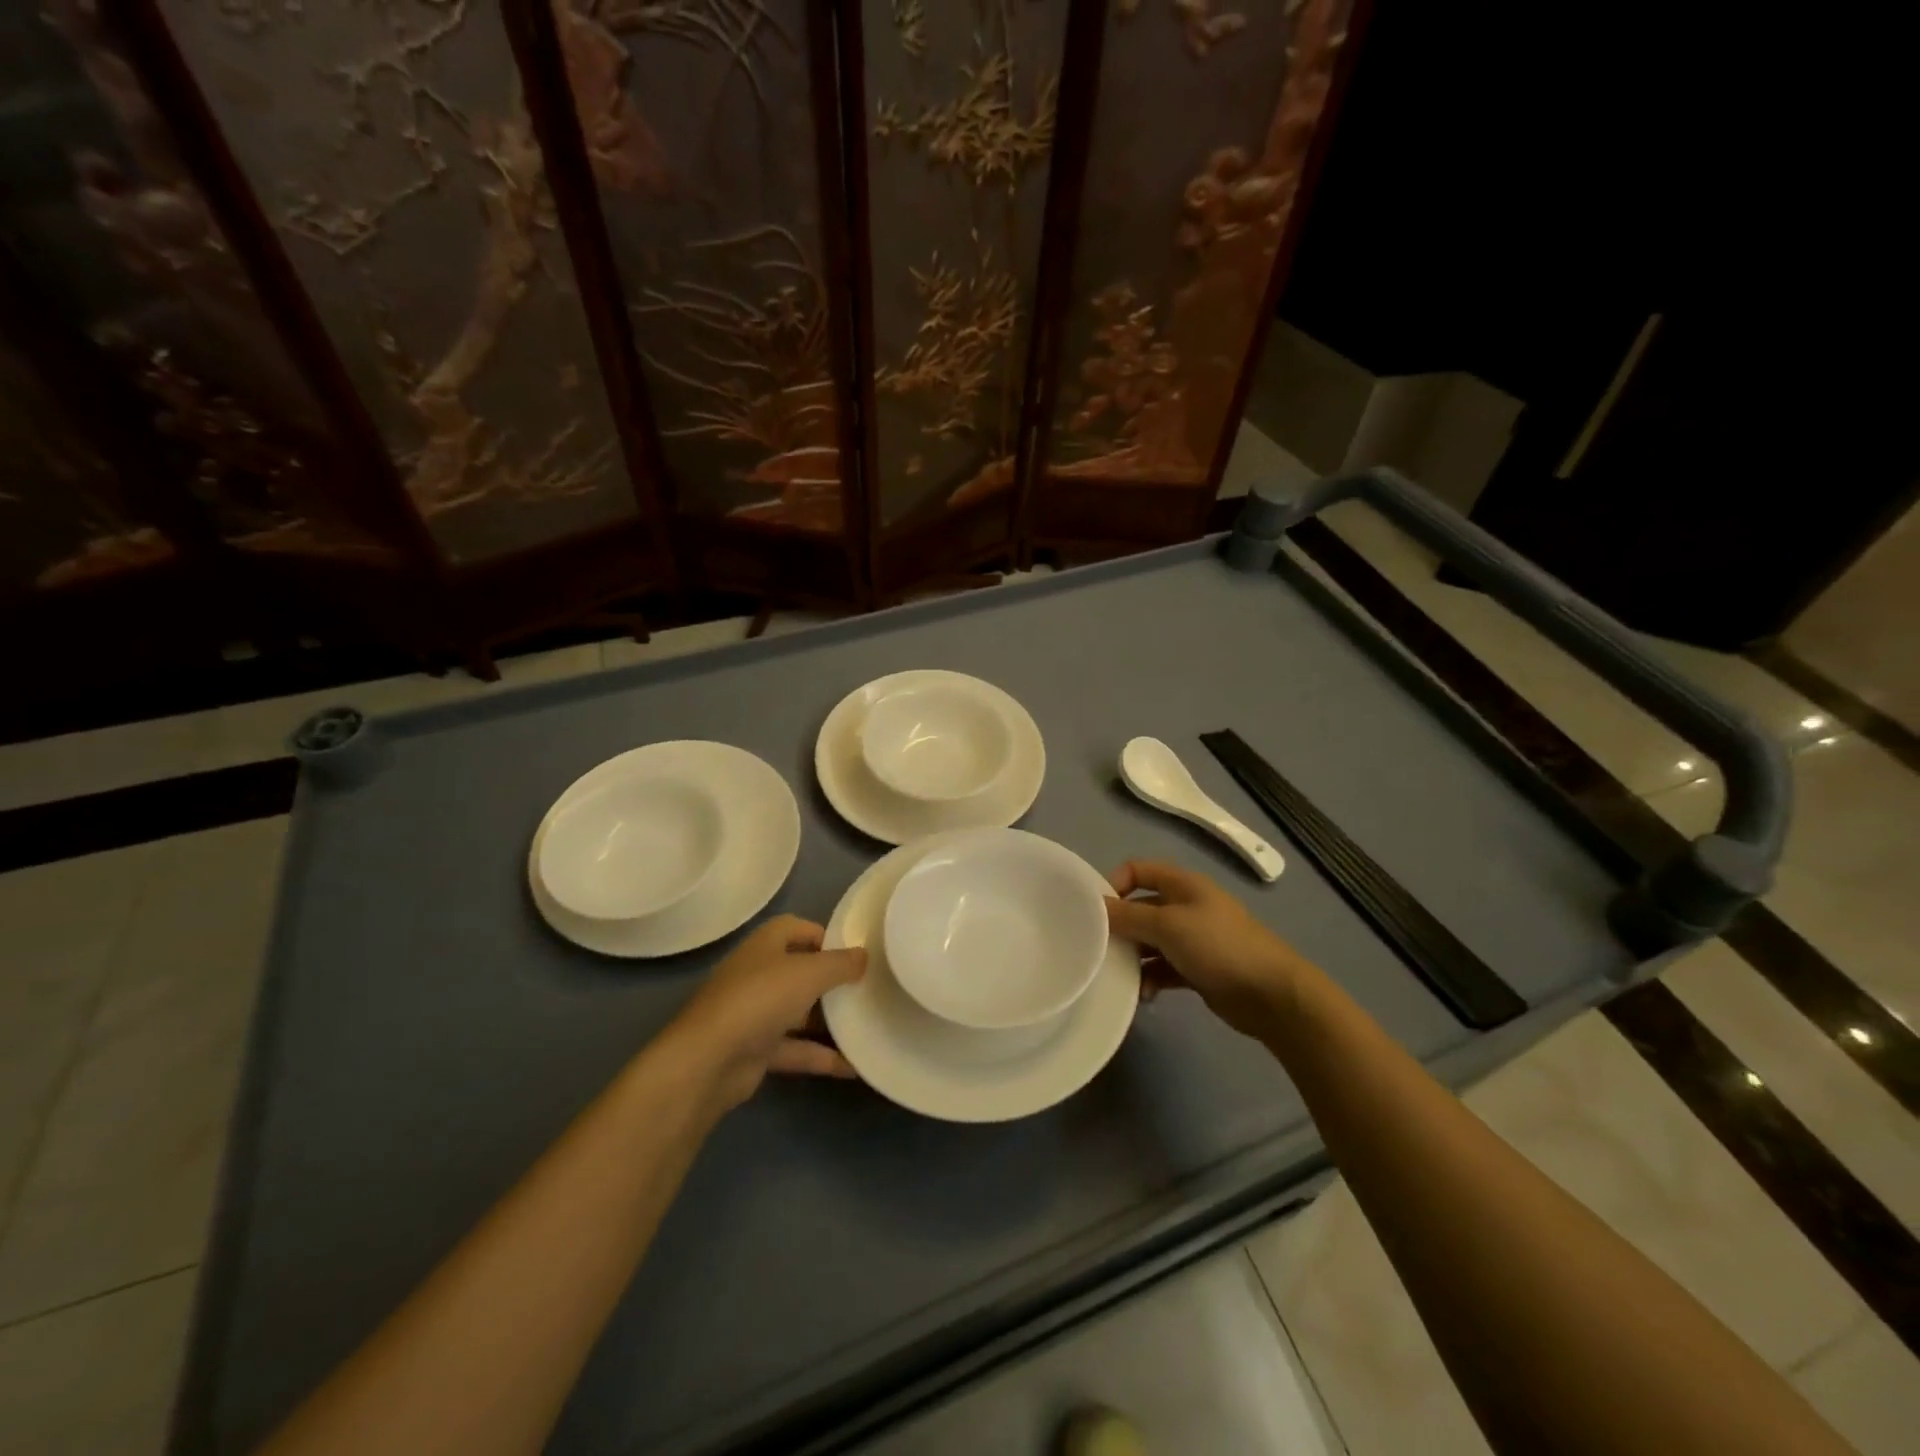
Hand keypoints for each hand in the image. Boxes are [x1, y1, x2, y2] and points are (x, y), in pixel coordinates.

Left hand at [670, 915, 866, 1109]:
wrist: (708, 1061)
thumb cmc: (760, 999)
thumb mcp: (809, 973)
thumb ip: (840, 963)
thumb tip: (864, 956)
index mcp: (765, 945)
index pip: (796, 928)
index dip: (825, 936)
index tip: (854, 953)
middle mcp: (757, 974)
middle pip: (799, 971)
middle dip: (830, 980)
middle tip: (865, 989)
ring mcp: (754, 1014)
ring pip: (797, 1012)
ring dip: (827, 1021)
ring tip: (865, 1025)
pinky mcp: (754, 1050)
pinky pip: (794, 1049)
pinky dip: (819, 1056)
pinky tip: (852, 1067)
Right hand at [1105, 860, 1312, 1039]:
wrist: (1271, 995)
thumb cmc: (1219, 947)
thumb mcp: (1168, 925)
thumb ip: (1129, 916)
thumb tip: (1095, 908)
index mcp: (1182, 884)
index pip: (1137, 870)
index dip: (1114, 884)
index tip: (1097, 912)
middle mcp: (1186, 906)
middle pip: (1140, 908)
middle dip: (1121, 927)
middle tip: (1100, 949)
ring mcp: (1193, 939)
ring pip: (1150, 942)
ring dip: (1133, 958)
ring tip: (1121, 977)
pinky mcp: (1197, 969)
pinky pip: (1163, 968)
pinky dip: (1151, 979)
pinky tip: (1145, 995)